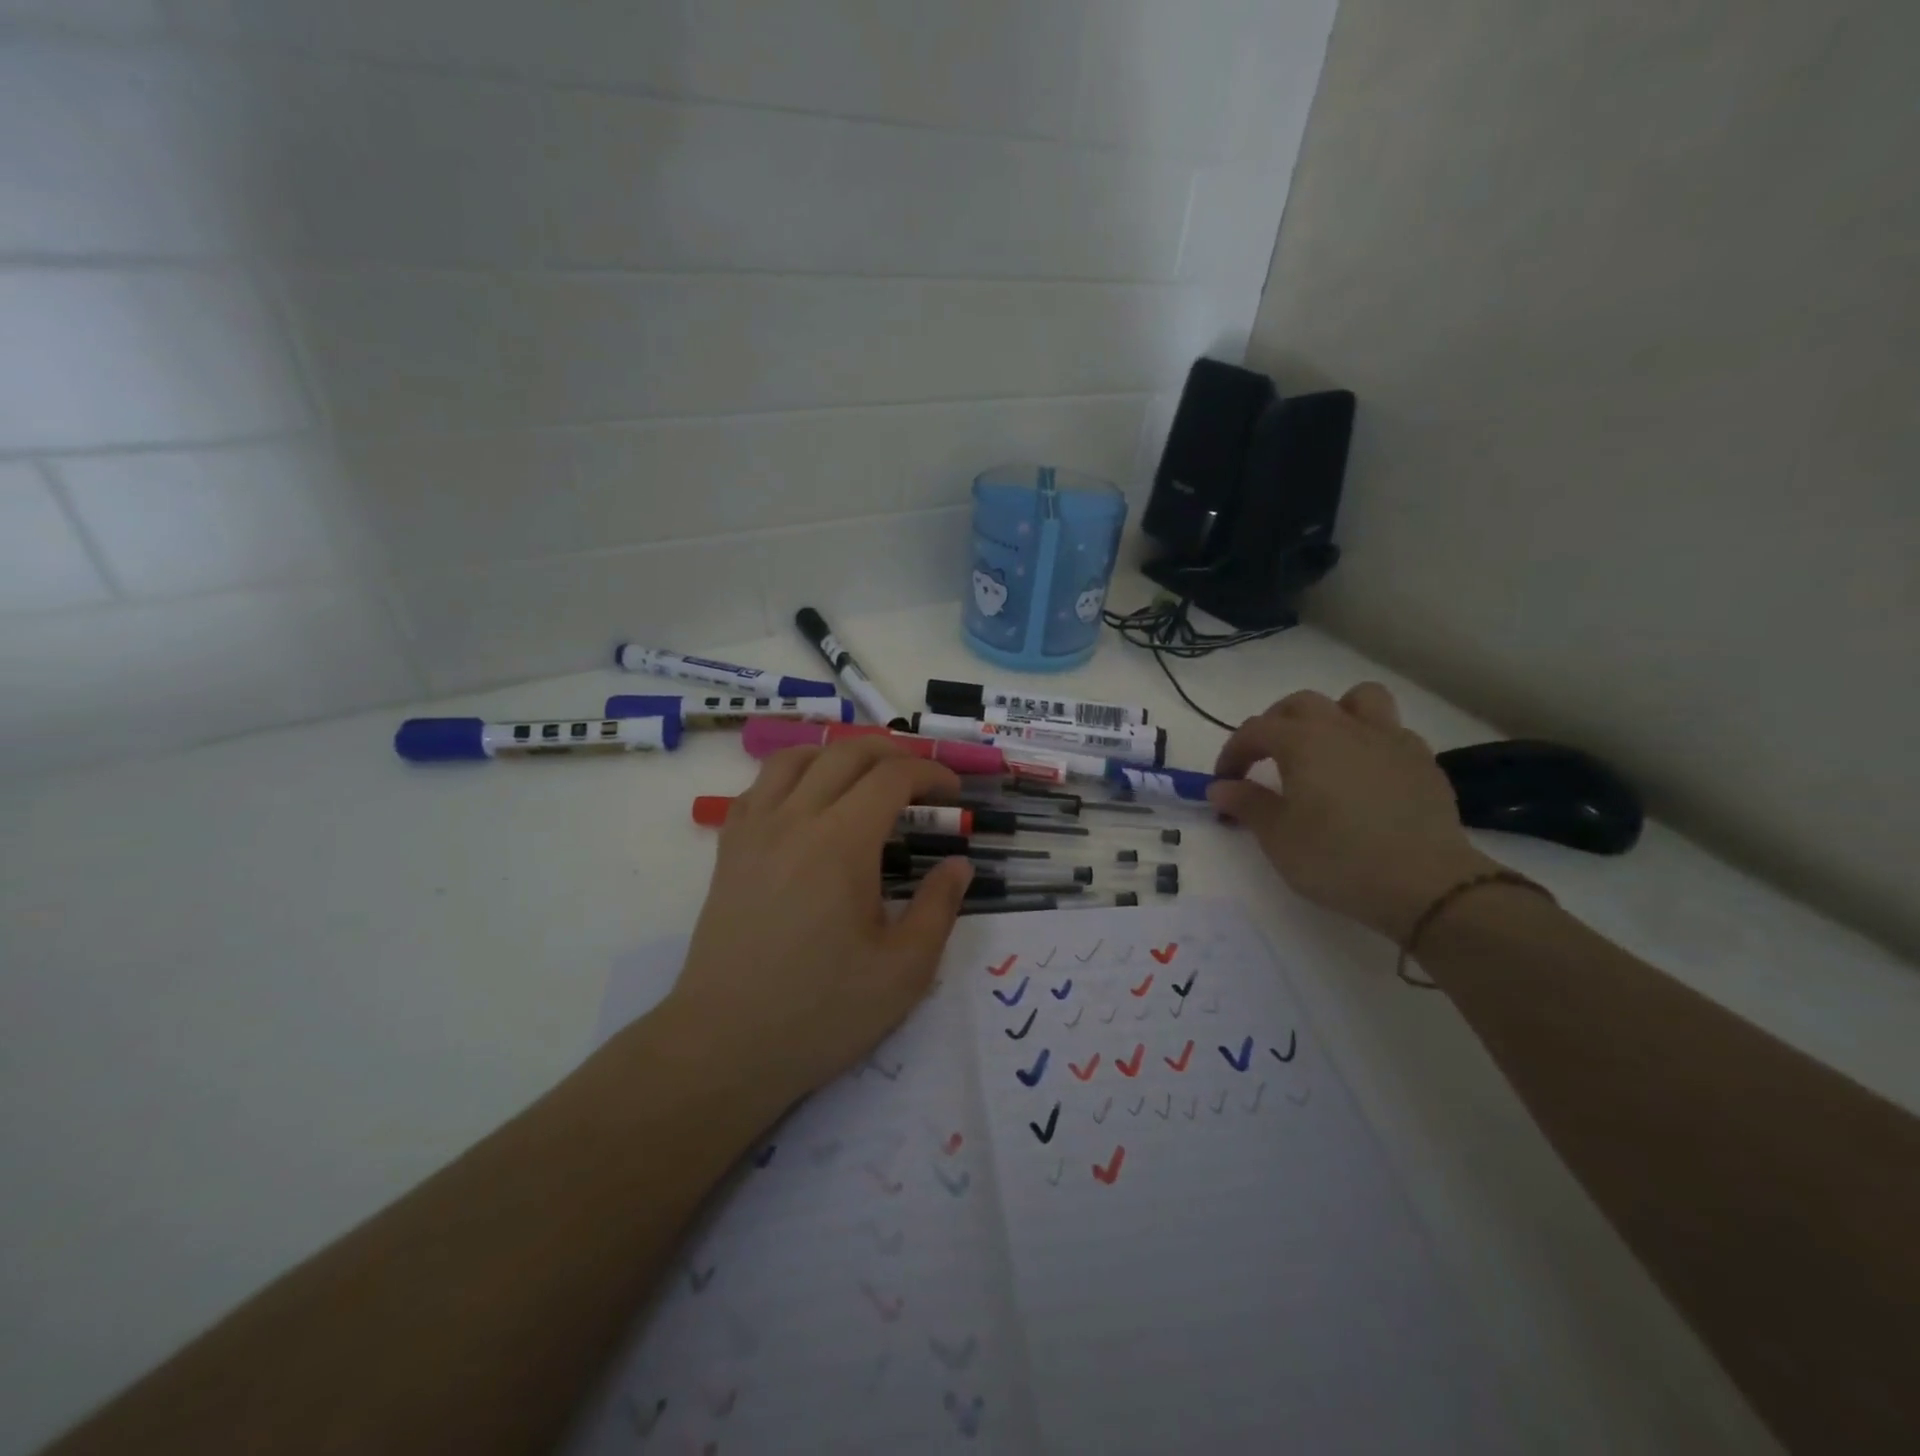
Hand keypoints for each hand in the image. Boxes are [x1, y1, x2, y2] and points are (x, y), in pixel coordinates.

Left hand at [663, 738, 973, 1105]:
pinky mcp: (729, 849)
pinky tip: (808, 801)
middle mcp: (795, 819)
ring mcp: (754, 830)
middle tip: (921, 777)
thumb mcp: (903, 970)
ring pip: (796, 757)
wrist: (725, 1044)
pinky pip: (759, 786)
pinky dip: (793, 774)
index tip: (954, 793)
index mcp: (842, 843)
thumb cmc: (821, 1011)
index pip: (893, 777)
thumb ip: (939, 908)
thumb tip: (959, 865)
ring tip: (866, 776)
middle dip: (893, 751)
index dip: (931, 774)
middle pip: (846, 752)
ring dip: (839, 753)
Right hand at [1207, 684, 1496, 941]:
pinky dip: (1372, 742)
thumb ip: (1246, 804)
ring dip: (1335, 713)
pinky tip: (1367, 773)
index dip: (1233, 752)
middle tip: (1266, 758)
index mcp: (1303, 742)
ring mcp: (1389, 740)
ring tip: (1325, 745)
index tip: (1224, 782)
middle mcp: (1344, 728)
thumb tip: (1220, 787)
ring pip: (1359, 700)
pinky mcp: (1423, 761)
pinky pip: (1393, 732)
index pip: (1255, 730)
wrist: (1425, 884)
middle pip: (1302, 704)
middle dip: (1277, 724)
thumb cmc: (1337, 858)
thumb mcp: (1277, 838)